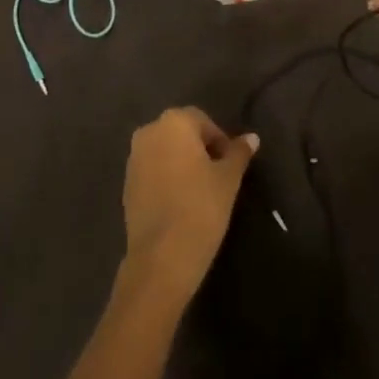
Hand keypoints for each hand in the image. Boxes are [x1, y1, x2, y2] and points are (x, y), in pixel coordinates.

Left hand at [120, 107, 257, 301]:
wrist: (162, 258)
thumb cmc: (201, 207)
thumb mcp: (228, 179)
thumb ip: (239, 153)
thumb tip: (252, 138)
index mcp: (174, 122)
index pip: (202, 121)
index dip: (220, 140)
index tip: (231, 165)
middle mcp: (149, 132)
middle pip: (181, 133)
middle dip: (200, 149)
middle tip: (218, 176)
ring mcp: (133, 159)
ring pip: (165, 152)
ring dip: (182, 163)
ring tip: (200, 191)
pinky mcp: (126, 185)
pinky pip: (152, 172)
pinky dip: (166, 179)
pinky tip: (180, 203)